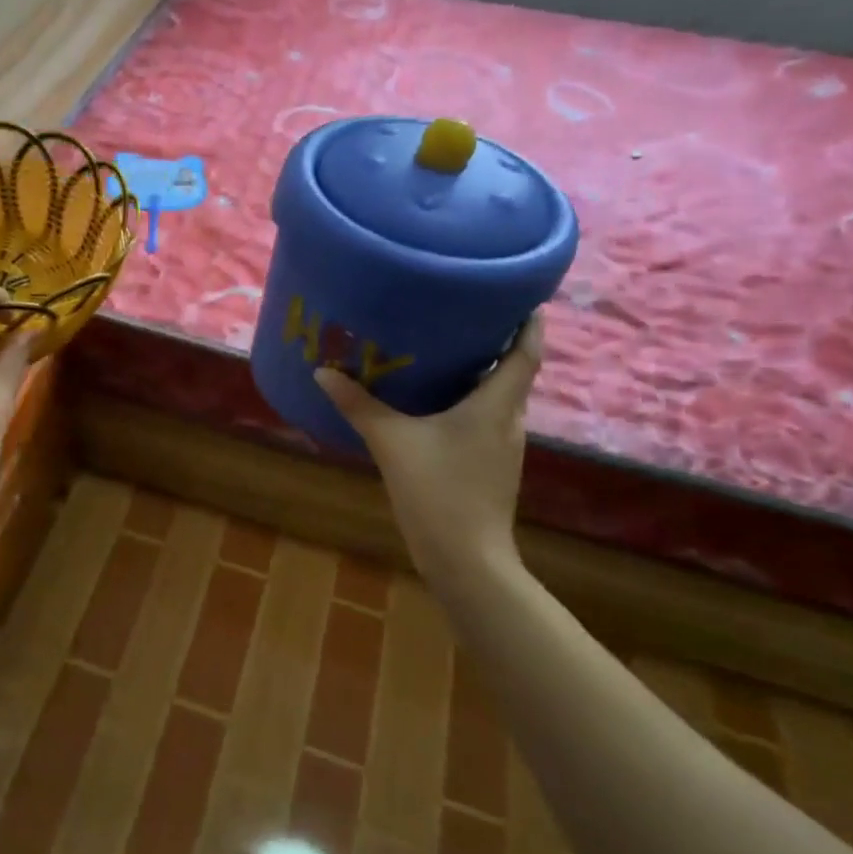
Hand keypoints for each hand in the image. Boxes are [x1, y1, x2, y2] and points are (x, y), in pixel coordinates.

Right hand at [316, 316, 543, 579]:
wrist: (465, 560)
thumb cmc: (437, 491)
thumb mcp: (390, 442)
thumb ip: (358, 405)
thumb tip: (323, 372)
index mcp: (497, 406)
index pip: (526, 352)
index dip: (529, 321)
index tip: (520, 293)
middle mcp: (510, 421)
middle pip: (513, 372)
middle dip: (495, 342)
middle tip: (461, 315)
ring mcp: (504, 448)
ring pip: (499, 398)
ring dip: (481, 374)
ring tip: (446, 352)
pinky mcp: (492, 467)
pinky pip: (486, 421)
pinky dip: (470, 403)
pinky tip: (437, 406)